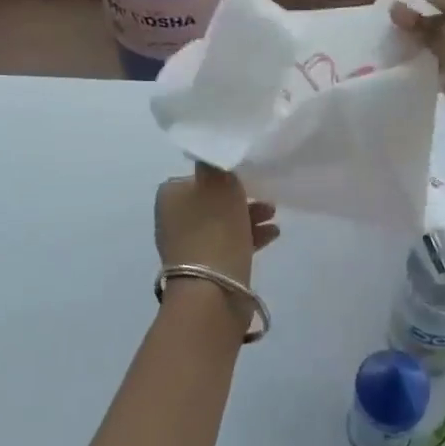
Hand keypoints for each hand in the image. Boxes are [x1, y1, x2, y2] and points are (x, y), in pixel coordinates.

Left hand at [155, 164, 279, 286]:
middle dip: (241, 198)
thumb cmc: (215, 229)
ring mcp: (188, 246)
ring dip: (249, 217)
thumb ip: (218, 164)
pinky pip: (229, 244)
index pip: (200, 176)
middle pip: (213, 200)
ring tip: (274, 216)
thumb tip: (214, 153)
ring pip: (223, 223)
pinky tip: (273, 235)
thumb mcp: (219, 183)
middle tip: (267, 197)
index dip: (226, 175)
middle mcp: (174, 219)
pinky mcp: (205, 268)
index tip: (249, 176)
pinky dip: (249, 237)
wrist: (212, 291)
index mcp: (170, 195)